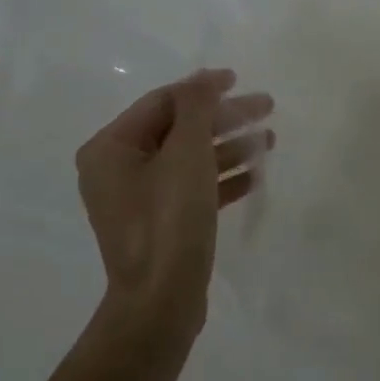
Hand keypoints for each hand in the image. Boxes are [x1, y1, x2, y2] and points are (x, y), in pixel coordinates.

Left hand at [74, 68, 274, 336]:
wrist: (162, 302)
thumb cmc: (168, 220)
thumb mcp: (185, 154)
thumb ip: (196, 108)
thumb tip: (204, 78)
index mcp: (110, 148)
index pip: (162, 102)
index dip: (203, 88)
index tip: (240, 81)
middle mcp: (117, 170)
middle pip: (178, 130)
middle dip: (224, 119)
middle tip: (267, 108)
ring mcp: (138, 200)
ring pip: (189, 160)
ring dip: (228, 147)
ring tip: (270, 141)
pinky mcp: (160, 224)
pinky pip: (192, 189)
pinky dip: (221, 179)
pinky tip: (255, 175)